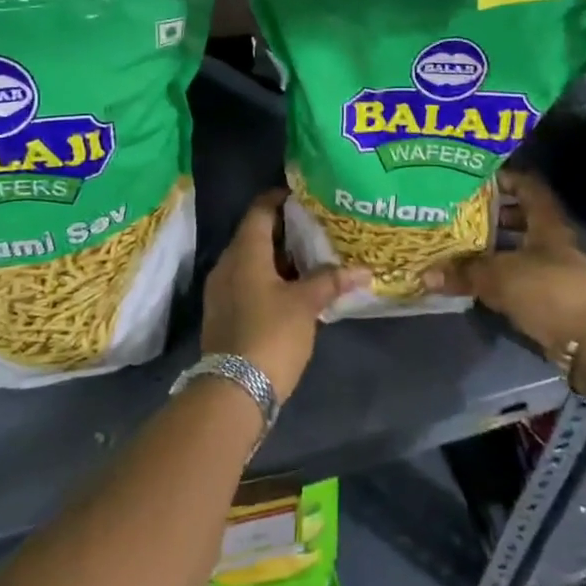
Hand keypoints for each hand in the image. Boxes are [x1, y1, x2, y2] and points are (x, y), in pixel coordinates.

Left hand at [200, 189, 366, 400]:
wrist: (233, 391)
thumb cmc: (271, 334)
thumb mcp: (306, 304)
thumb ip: (331, 280)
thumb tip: (364, 269)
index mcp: (245, 252)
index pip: (260, 210)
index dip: (280, 198)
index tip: (303, 194)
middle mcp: (228, 264)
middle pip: (255, 235)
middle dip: (284, 230)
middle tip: (316, 226)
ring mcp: (222, 291)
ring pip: (251, 261)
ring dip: (278, 257)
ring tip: (310, 257)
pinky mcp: (224, 314)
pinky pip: (247, 283)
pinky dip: (269, 278)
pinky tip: (293, 289)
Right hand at [426, 171, 585, 360]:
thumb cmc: (549, 291)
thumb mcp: (501, 277)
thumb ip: (465, 274)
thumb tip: (425, 274)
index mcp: (546, 224)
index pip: (528, 188)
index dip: (505, 179)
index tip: (477, 180)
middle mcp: (553, 242)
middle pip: (523, 219)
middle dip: (494, 216)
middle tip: (461, 214)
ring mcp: (556, 271)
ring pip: (521, 250)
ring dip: (496, 249)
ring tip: (463, 248)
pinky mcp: (554, 298)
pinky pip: (522, 278)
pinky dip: (502, 276)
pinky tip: (479, 281)